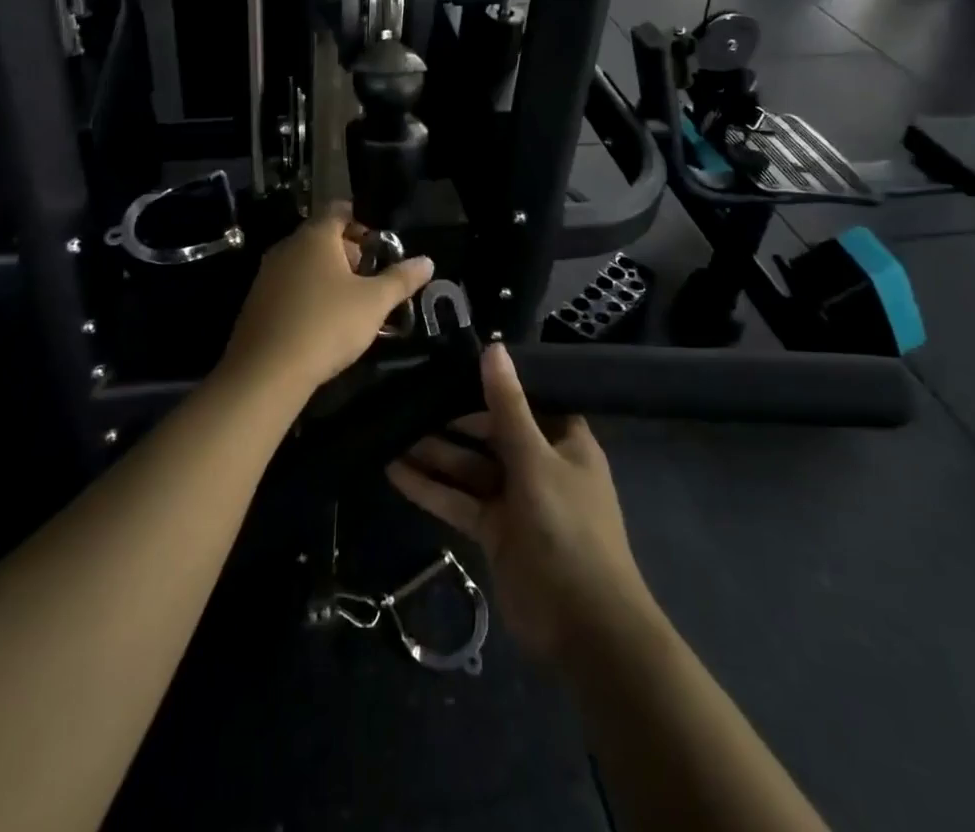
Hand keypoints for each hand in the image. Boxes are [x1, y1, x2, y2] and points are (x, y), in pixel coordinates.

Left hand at [222, 208, 433, 398]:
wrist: (266, 372)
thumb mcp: (374, 303)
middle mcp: (287, 246)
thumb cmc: (326, 325)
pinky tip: (321, 322)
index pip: (339, 209)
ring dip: (328, 275)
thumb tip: (427, 261)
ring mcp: (267, 274)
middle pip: (322, 236)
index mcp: (315, 236)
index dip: (362, 221)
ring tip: (351, 303)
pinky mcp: (256, 301)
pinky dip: (308, 293)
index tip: (380, 244)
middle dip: (348, 252)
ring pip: (304, 262)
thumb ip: (401, 279)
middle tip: (371, 277)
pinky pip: (289, 285)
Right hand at [387, 344, 651, 665]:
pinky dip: (431, 488)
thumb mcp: (535, 459)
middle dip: (452, 420)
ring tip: (391, 433)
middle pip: (490, 431)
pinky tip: (395, 471)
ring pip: (469, 467)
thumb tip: (493, 347)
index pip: (524, 399)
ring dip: (435, 453)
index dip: (491, 383)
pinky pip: (459, 500)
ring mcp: (515, 499)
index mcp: (563, 440)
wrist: (583, 627)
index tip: (451, 363)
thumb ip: (508, 406)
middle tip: (408, 397)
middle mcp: (539, 463)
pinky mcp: (494, 531)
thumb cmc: (567, 528)